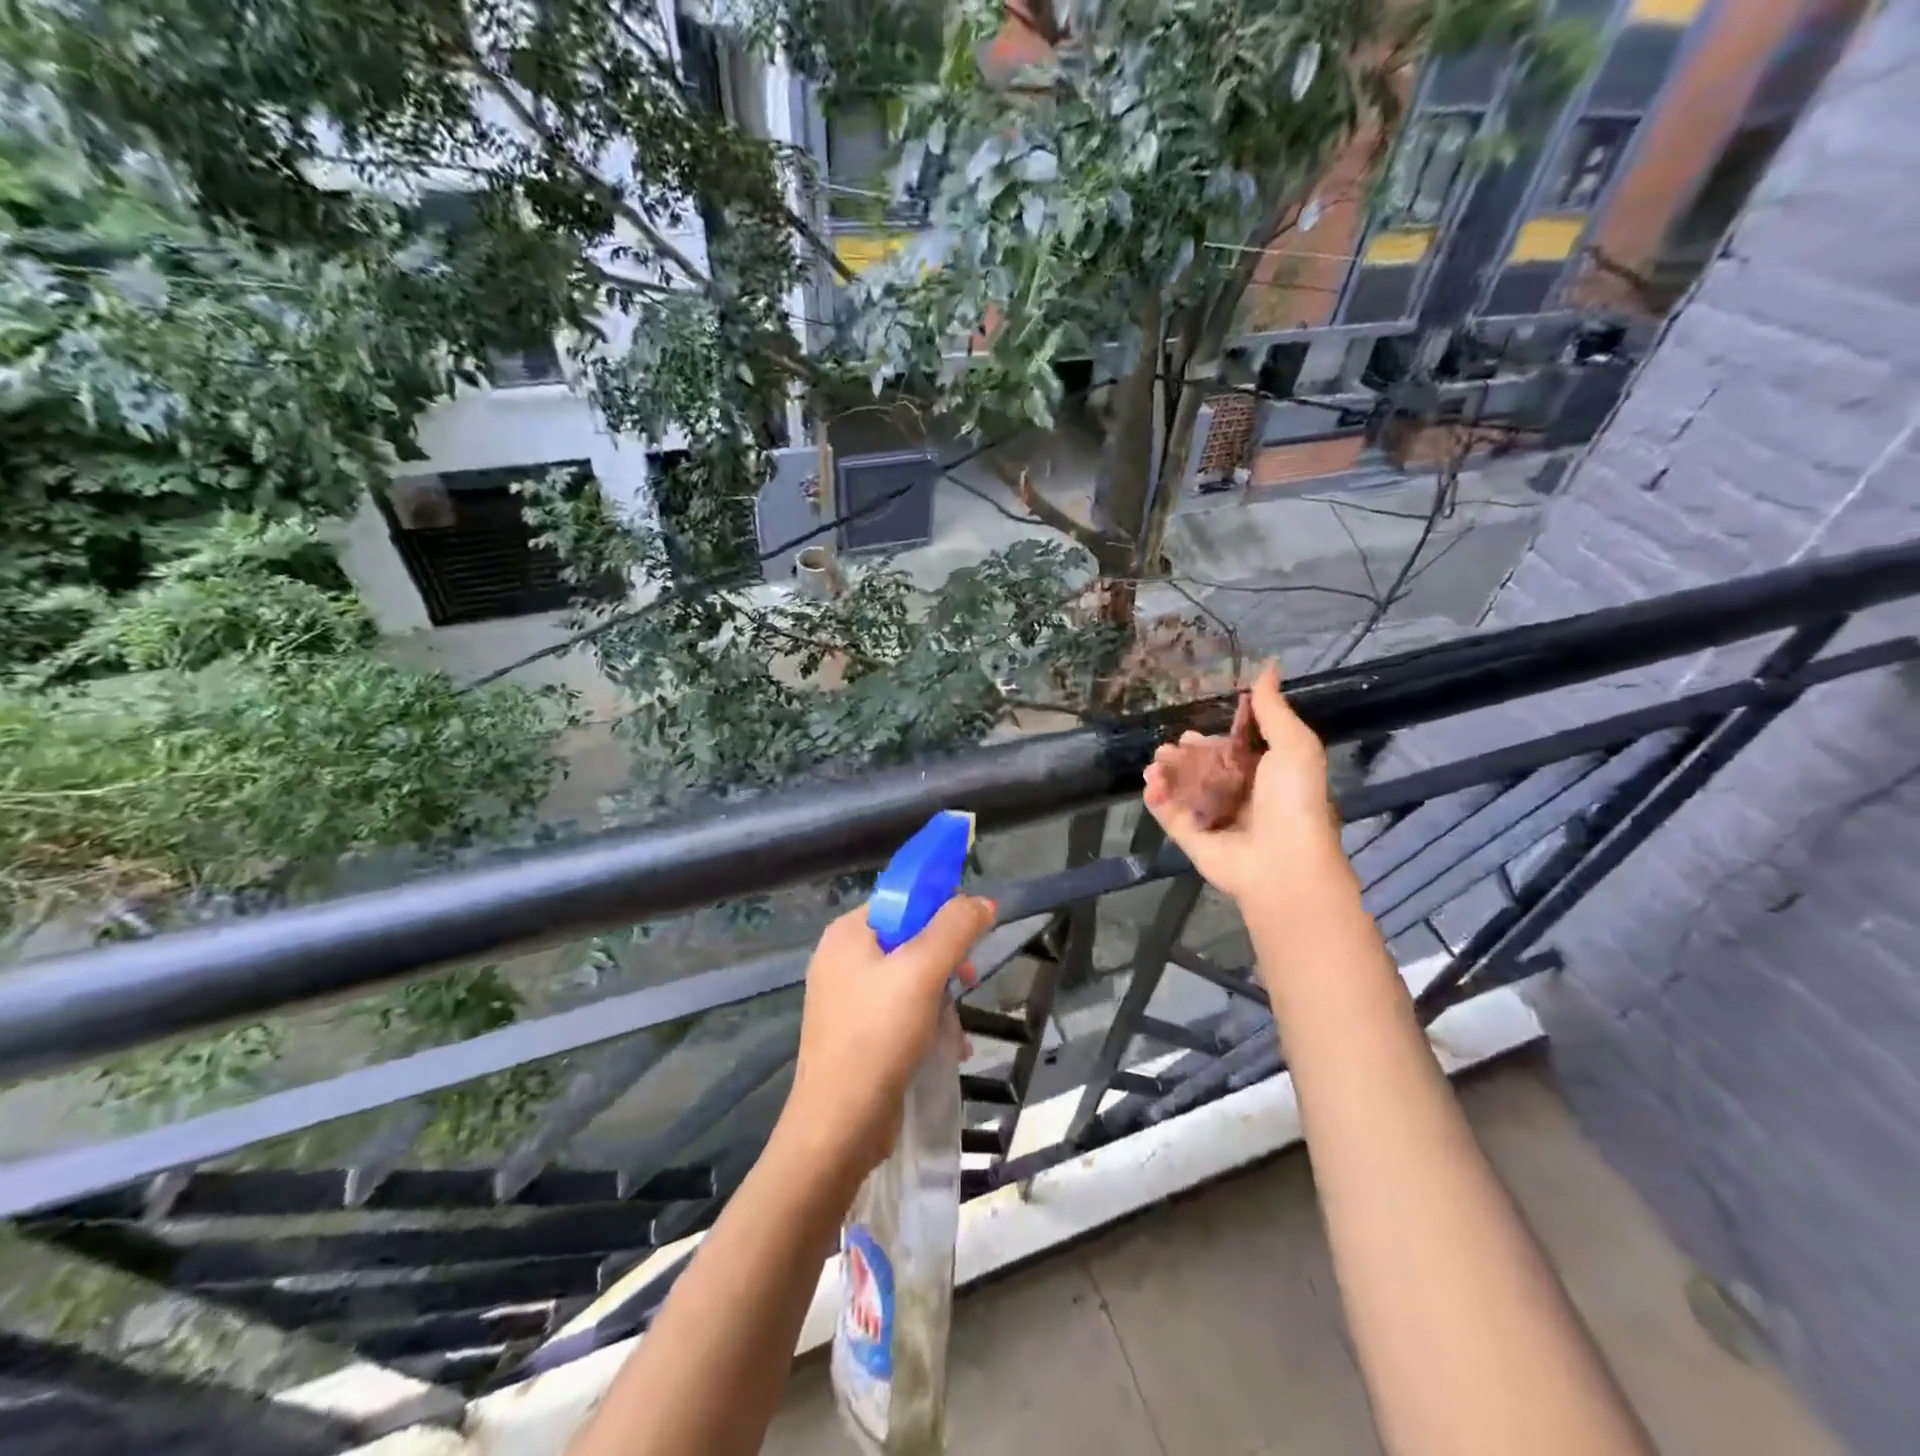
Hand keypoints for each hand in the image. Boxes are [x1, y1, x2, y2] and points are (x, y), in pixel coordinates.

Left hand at [778, 896, 994, 1178]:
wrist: (838, 1127)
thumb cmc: (878, 1037)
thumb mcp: (922, 972)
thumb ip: (954, 929)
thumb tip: (981, 902)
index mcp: (848, 933)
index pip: (902, 899)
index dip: (941, 908)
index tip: (971, 933)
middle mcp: (842, 958)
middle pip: (908, 938)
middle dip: (945, 960)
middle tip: (968, 980)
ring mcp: (846, 998)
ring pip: (909, 977)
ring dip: (941, 997)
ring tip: (958, 1027)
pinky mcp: (856, 1033)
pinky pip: (900, 1010)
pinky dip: (927, 1021)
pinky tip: (948, 1047)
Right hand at [1143, 661, 1348, 904]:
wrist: (1282, 860)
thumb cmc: (1293, 799)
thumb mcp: (1294, 744)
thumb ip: (1273, 709)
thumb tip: (1270, 666)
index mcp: (1266, 775)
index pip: (1233, 750)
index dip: (1213, 738)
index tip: (1196, 729)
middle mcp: (1239, 795)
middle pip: (1203, 768)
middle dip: (1184, 755)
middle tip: (1169, 747)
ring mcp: (1213, 818)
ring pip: (1182, 788)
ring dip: (1166, 772)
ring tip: (1156, 762)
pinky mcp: (1192, 838)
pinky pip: (1169, 813)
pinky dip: (1157, 797)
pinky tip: (1150, 781)